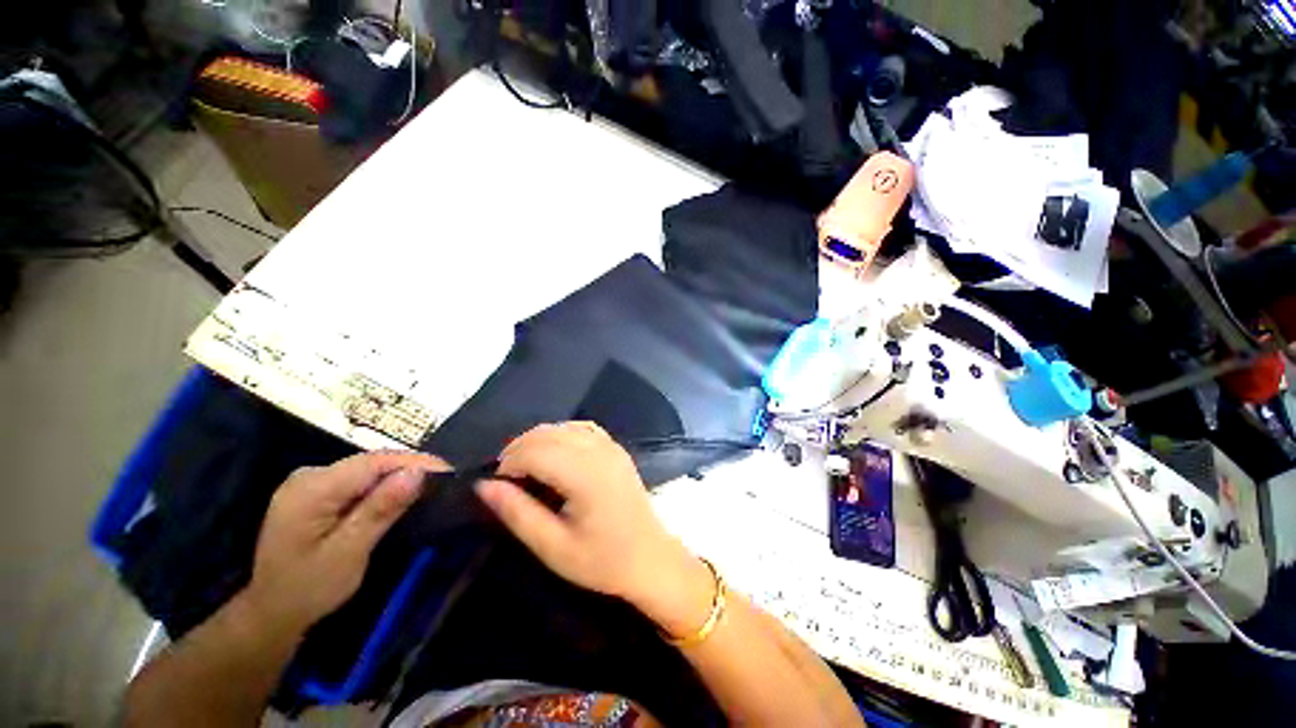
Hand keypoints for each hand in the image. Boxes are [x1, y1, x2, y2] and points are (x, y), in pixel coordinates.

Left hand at [242, 451, 448, 633]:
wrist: (271, 614)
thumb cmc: (308, 589)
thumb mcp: (348, 552)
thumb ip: (380, 509)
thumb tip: (417, 474)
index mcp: (311, 489)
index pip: (373, 462)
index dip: (414, 462)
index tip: (450, 470)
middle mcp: (309, 476)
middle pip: (370, 462)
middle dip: (410, 468)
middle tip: (446, 479)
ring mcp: (310, 482)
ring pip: (367, 469)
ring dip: (399, 476)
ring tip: (431, 484)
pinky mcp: (315, 492)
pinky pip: (358, 480)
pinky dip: (383, 485)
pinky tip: (400, 493)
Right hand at [475, 423, 713, 635]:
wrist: (650, 558)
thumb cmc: (602, 561)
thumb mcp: (553, 547)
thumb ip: (517, 513)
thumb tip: (484, 485)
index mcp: (585, 474)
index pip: (535, 451)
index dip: (508, 463)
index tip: (497, 487)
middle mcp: (599, 450)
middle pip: (547, 433)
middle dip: (518, 450)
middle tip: (506, 480)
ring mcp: (611, 446)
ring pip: (563, 427)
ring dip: (538, 441)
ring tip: (526, 469)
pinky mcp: (616, 449)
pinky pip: (582, 428)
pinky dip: (561, 435)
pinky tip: (555, 455)